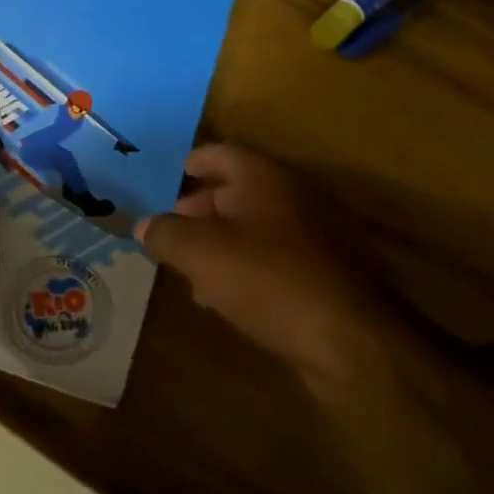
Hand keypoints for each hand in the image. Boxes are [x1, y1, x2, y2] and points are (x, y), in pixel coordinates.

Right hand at [136, 144, 395, 369]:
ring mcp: (317, 236)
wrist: (349, 340)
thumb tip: (144, 225)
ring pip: (257, 228)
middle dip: (202, 208)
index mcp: (266, 178)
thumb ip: (165, 234)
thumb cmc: (267, 279)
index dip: (194, 162)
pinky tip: (225, 295)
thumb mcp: (200, 253)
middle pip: (240, 191)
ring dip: (223, 241)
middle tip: (172, 226)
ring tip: (190, 265)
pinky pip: (276, 259)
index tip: (174, 173)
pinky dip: (247, 266)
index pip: (223, 154)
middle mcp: (295, 197)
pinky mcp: (327, 274)